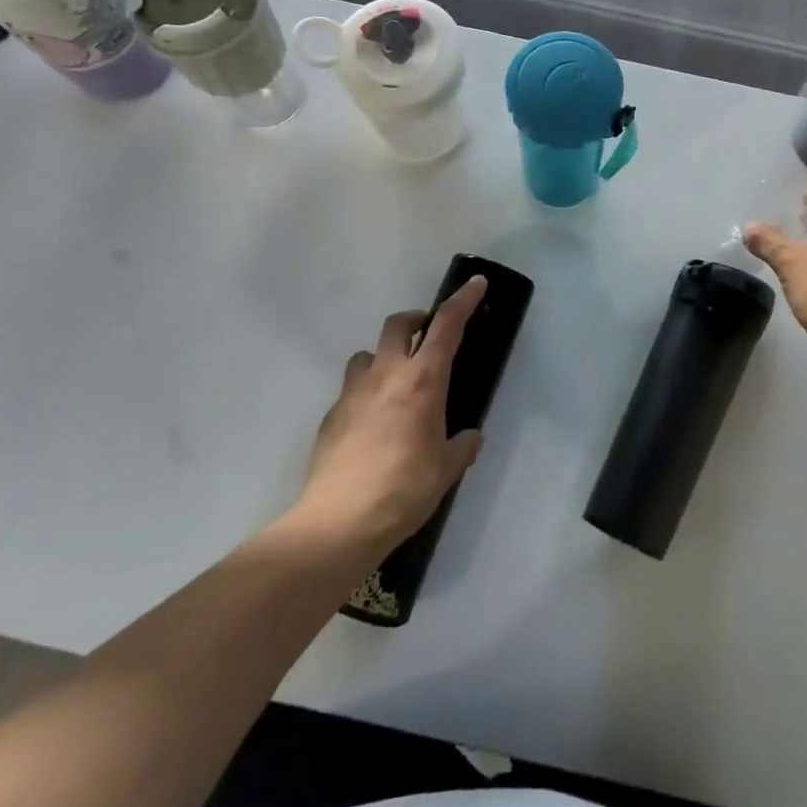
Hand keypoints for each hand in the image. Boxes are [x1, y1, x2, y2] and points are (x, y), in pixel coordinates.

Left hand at [290, 276, 486, 556]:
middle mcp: (386, 375)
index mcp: (423, 381)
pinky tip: (372, 424)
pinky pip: (351, 389)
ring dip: (386, 356)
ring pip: (368, 353)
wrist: (339, 522)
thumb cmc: (404, 490)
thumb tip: (470, 437)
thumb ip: (461, 446)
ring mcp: (353, 392)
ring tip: (396, 382)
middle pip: (399, 324)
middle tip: (429, 336)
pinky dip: (366, 392)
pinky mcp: (331, 415)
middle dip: (417, 320)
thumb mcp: (446, 470)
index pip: (447, 326)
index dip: (463, 300)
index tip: (475, 283)